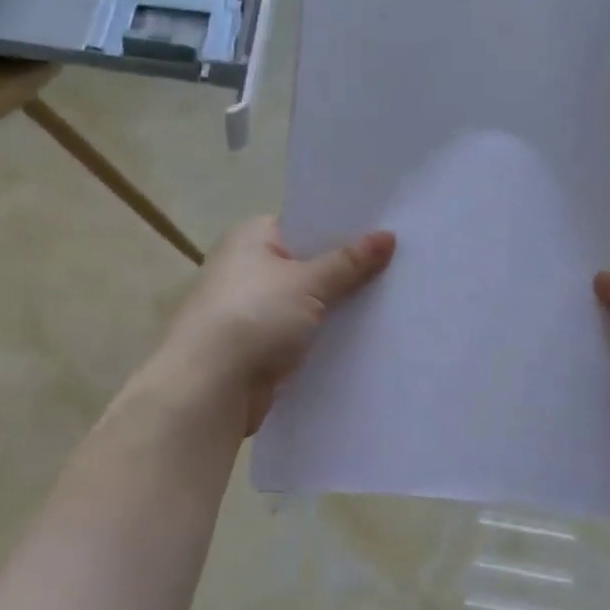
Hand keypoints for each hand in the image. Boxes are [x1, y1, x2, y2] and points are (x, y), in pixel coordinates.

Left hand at [153, 216, 394, 434]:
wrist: (210, 385)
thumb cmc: (254, 316)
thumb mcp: (308, 283)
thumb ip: (349, 262)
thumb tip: (388, 236)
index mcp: (252, 237)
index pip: (304, 224)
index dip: (343, 229)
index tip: (386, 233)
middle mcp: (248, 268)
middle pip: (308, 265)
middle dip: (346, 272)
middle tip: (399, 268)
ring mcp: (252, 310)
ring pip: (306, 304)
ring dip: (336, 309)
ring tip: (391, 304)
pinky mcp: (259, 347)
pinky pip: (300, 335)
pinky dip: (323, 338)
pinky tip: (362, 340)